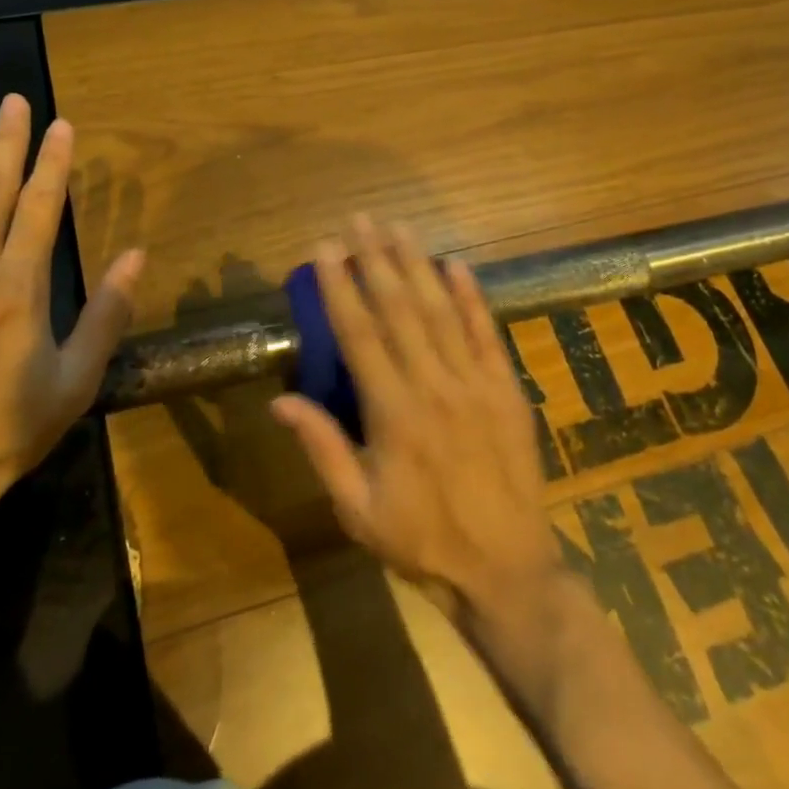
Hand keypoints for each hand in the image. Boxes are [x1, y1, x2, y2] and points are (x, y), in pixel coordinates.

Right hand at [272, 217, 559, 623]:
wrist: (506, 569)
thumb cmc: (422, 541)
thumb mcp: (358, 509)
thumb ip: (322, 449)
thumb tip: (281, 401)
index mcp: (394, 413)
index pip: (360, 335)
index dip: (340, 288)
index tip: (325, 249)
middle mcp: (434, 386)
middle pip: (401, 310)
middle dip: (375, 260)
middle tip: (359, 220)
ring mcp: (476, 383)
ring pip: (442, 311)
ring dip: (417, 265)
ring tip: (398, 227)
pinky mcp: (507, 389)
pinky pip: (487, 333)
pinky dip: (472, 296)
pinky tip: (456, 264)